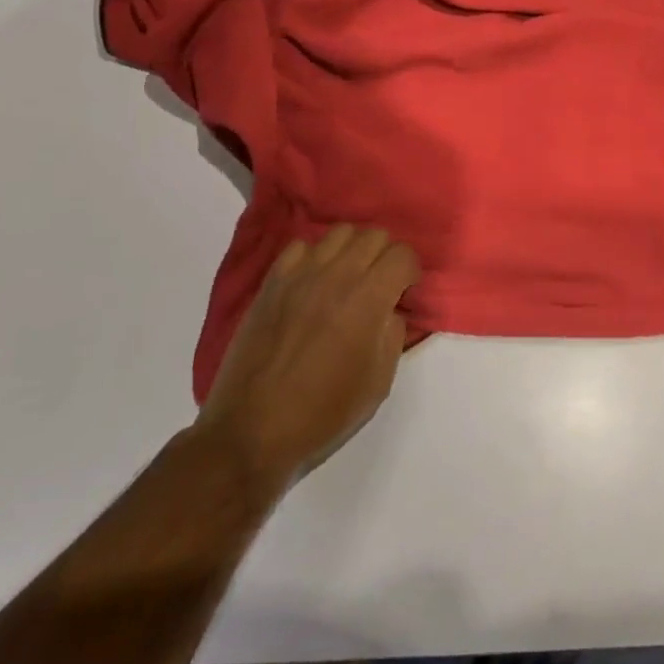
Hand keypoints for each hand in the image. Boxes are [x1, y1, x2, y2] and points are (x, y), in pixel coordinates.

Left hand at [196, 226, 419, 496]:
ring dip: (352, 250)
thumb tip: (390, 310)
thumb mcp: (379, 382)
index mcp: (369, 298)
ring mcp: (300, 274)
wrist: (252, 430)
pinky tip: (313, 283)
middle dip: (385, 256)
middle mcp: (337, 274)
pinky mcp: (272, 282)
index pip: (403, 254)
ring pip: (339, 232)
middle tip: (379, 286)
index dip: (410, 272)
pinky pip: (300, 246)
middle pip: (374, 234)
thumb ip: (393, 334)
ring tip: (347, 279)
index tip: (404, 295)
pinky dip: (314, 257)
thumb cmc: (323, 413)